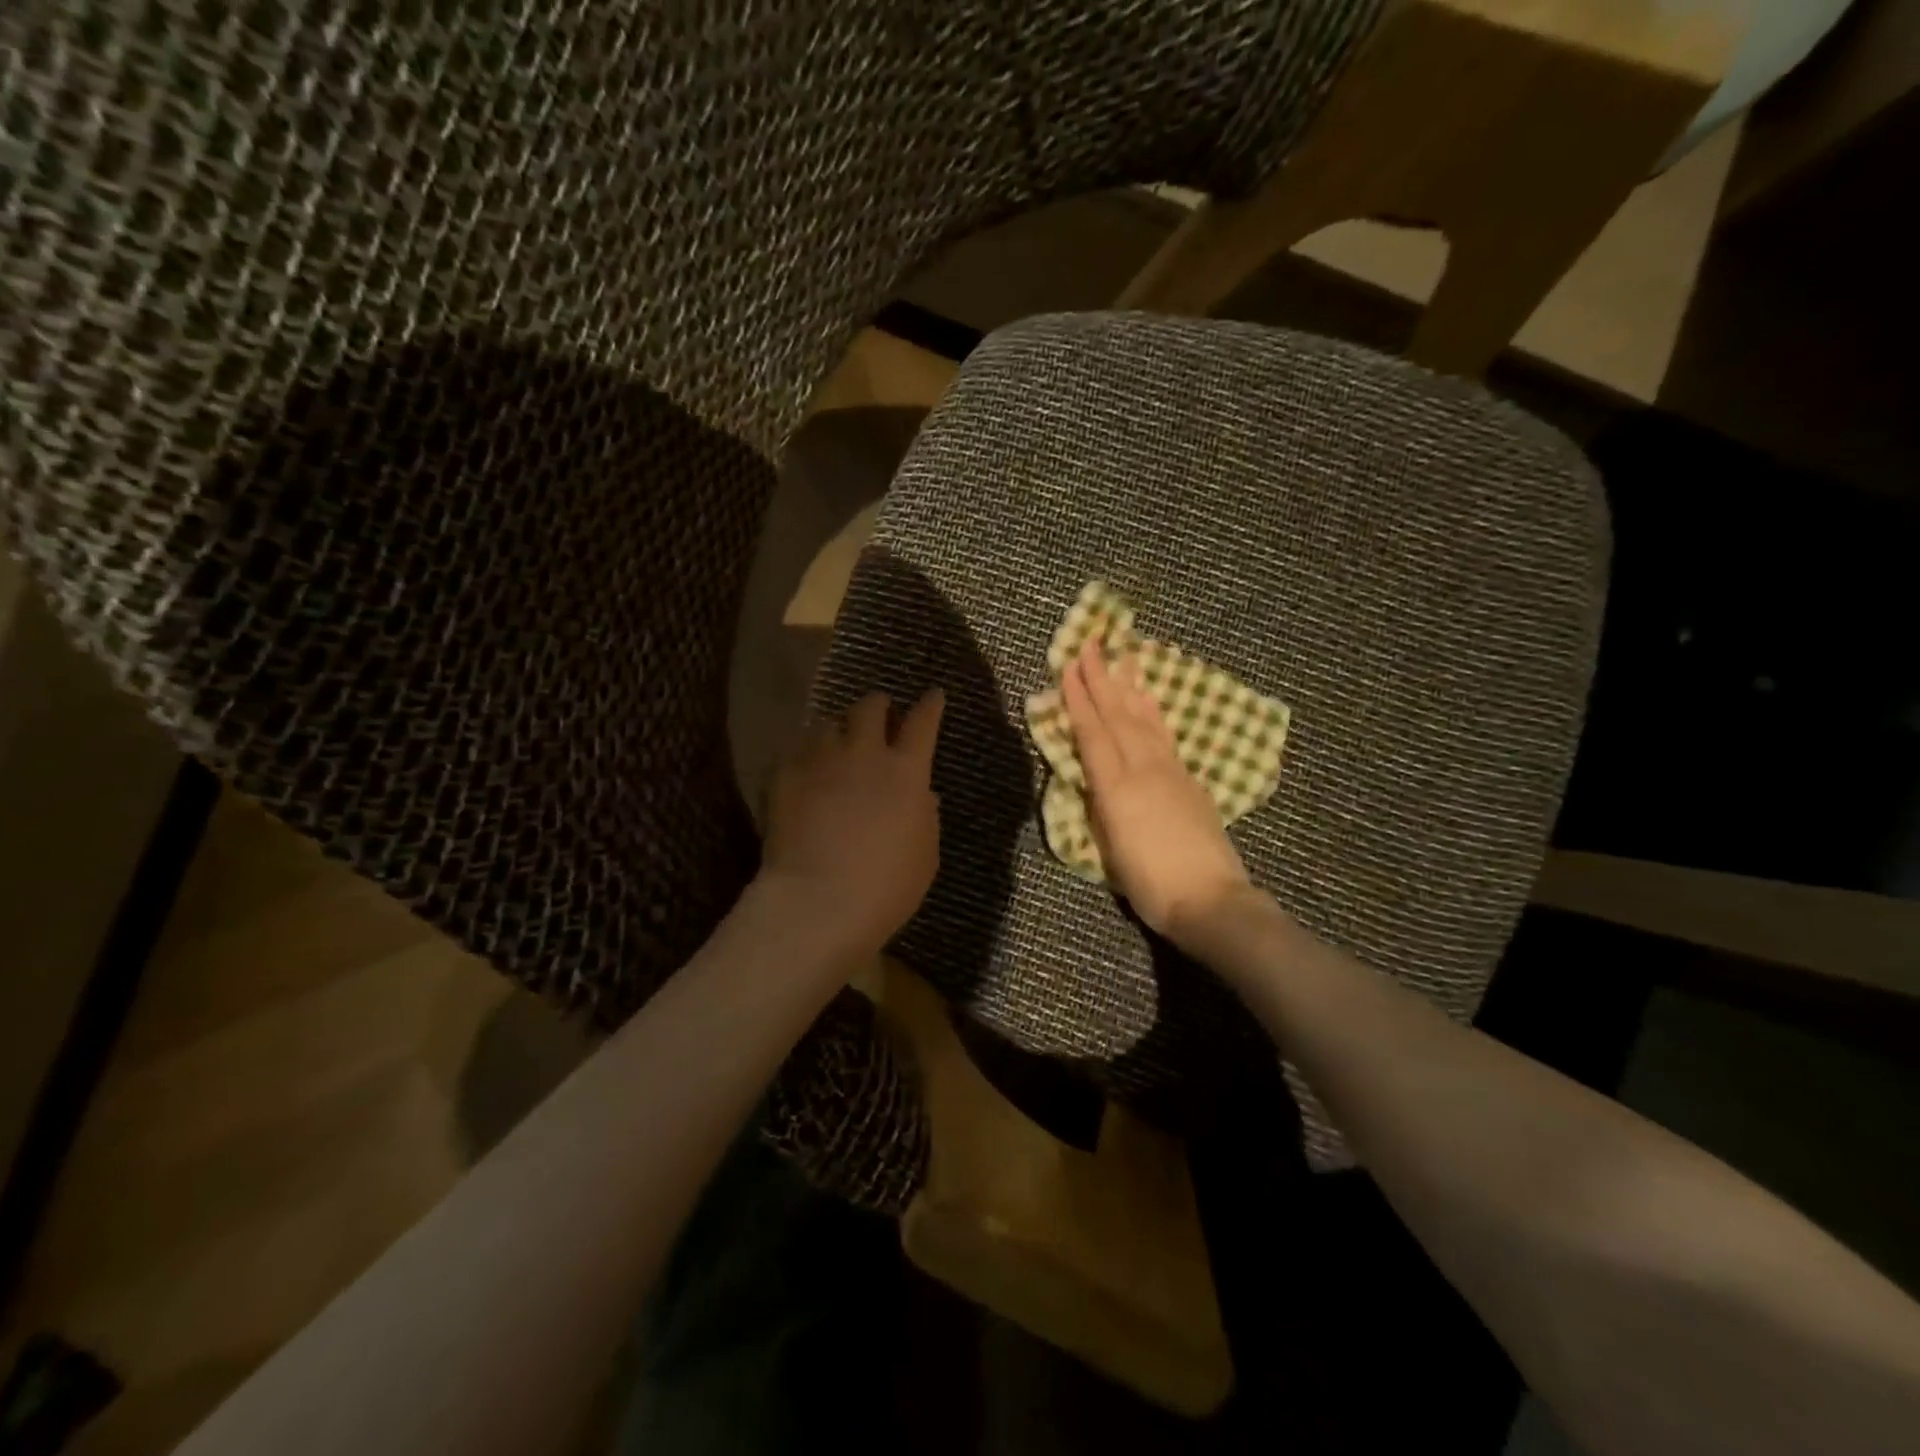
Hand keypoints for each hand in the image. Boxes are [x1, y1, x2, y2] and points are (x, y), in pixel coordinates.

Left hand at [760, 689, 945, 955]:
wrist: (818, 901)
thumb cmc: (886, 886)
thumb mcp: (925, 855)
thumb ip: (925, 817)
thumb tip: (920, 794)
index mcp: (906, 771)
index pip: (923, 722)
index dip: (930, 705)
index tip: (934, 695)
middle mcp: (864, 753)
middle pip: (870, 707)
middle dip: (878, 705)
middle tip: (879, 713)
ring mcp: (820, 760)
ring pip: (828, 723)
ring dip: (838, 728)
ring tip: (837, 742)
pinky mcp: (784, 774)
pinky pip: (796, 749)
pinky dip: (806, 753)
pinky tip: (806, 769)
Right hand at [1062, 644, 1253, 942]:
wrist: (1211, 899)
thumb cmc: (1149, 884)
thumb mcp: (1109, 848)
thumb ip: (1100, 805)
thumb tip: (1094, 776)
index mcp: (1116, 788)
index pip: (1092, 733)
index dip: (1079, 699)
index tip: (1070, 667)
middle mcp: (1143, 769)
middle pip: (1118, 716)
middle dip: (1102, 679)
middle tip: (1092, 644)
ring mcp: (1170, 771)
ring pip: (1145, 719)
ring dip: (1130, 686)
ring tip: (1124, 657)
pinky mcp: (1189, 780)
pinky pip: (1165, 735)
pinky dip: (1154, 712)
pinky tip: (1149, 700)